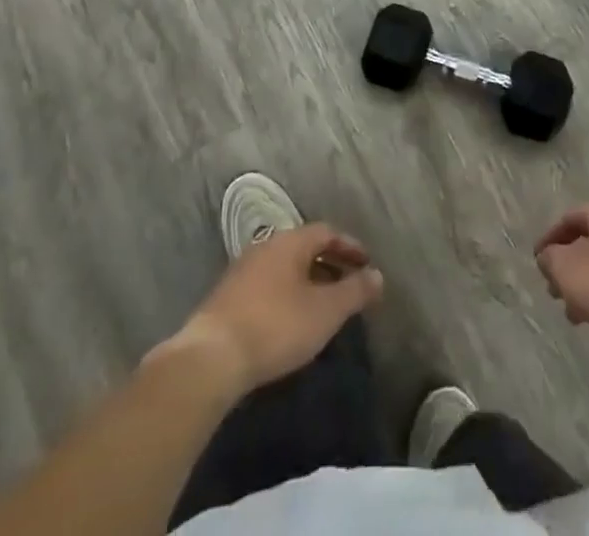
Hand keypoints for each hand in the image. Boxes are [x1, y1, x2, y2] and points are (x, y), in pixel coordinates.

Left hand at [169, 224, 383, 392]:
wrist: (211, 357)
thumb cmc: (276, 326)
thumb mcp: (325, 311)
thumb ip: (354, 291)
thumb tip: (378, 276)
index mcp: (290, 242)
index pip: (326, 231)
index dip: (349, 246)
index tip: (366, 264)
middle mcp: (265, 246)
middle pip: (304, 247)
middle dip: (329, 263)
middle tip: (349, 285)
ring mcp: (242, 270)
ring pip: (285, 267)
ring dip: (308, 280)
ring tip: (323, 305)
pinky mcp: (227, 297)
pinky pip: (268, 285)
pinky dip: (287, 294)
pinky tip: (291, 320)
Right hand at [535, 203, 588, 342]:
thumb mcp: (566, 268)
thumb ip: (550, 258)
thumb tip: (548, 257)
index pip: (570, 218)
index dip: (549, 239)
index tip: (537, 262)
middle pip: (586, 242)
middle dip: (566, 266)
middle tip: (552, 289)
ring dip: (582, 284)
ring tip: (571, 311)